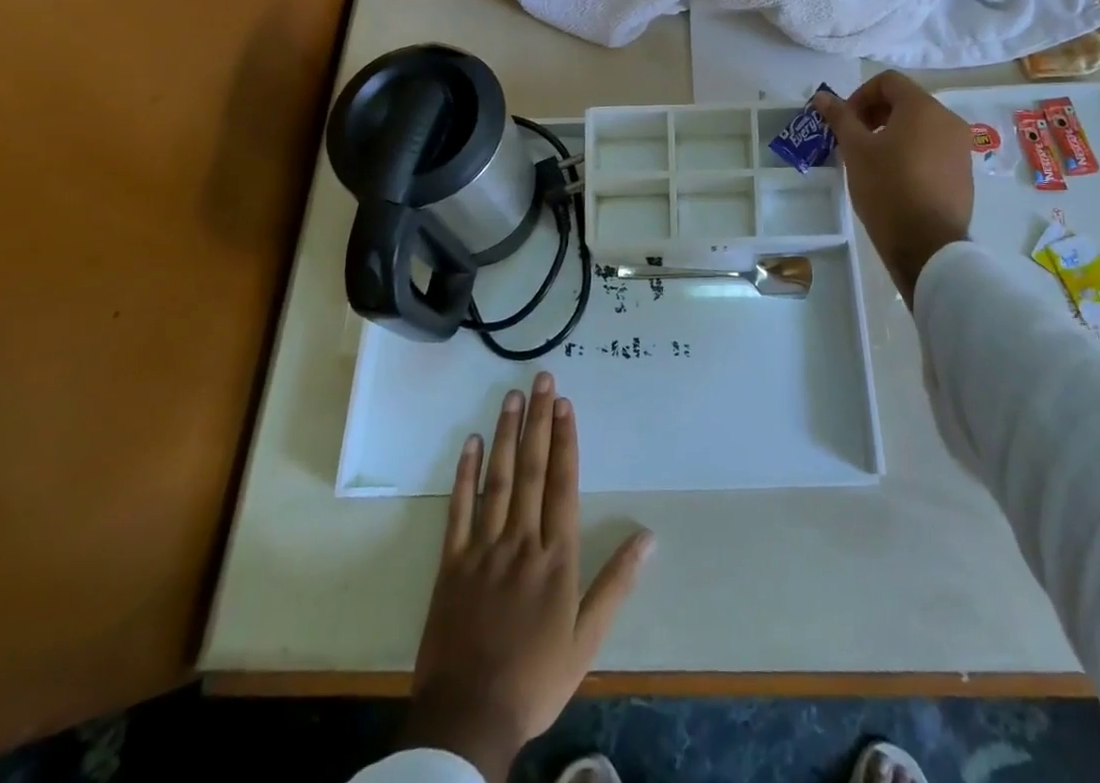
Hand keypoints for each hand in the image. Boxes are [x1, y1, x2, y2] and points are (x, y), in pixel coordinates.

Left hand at [401, 373, 654, 780]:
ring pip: (498, 480)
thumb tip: (648, 536)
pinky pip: (458, 510)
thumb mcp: (587, 640)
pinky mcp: (451, 563)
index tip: (565, 404)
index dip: (564, 440)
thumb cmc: (535, 678)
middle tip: (542, 380)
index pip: (562, 483)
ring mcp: (483, 549)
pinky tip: (472, 442)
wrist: (468, 719)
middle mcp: (521, 541)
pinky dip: (465, 474)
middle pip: (532, 470)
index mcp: (555, 557)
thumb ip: (616, 584)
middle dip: (538, 421)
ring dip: (506, 435)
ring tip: (512, 397)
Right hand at [815, 73, 972, 304]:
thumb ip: (840, 118)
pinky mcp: (964, 172)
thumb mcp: (856, 150)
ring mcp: (960, 147)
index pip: (888, 81)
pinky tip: (895, 179)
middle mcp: (948, 120)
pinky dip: (912, 152)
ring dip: (893, 133)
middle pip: (906, 101)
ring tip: (872, 161)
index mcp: (923, 107)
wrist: (928, 245)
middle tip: (854, 140)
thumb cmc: (887, 188)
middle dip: (875, 114)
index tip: (845, 121)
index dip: (860, 95)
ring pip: (920, 126)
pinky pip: (933, 149)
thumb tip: (822, 96)